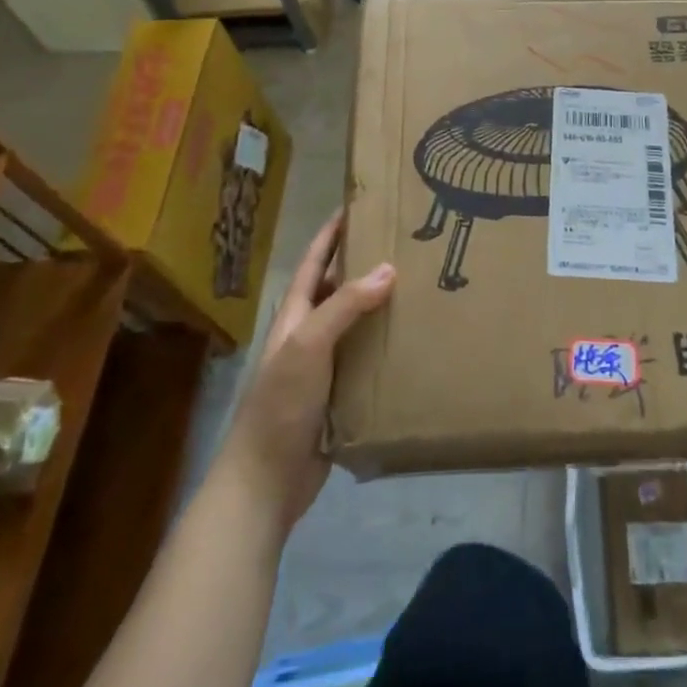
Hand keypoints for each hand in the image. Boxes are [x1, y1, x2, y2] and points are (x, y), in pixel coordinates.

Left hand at [217, 211, 392, 531]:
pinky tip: (414, 339)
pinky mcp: (340, 395)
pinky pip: (367, 358)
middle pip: (338, 289)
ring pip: (356, 324)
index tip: (357, 205)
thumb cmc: (281, 405)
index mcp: (295, 316)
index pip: (315, 262)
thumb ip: (344, 307)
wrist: (266, 482)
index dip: (332, 233)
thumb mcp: (308, 346)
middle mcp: (309, 335)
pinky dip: (387, 344)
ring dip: (381, 304)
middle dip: (364, 264)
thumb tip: (388, 268)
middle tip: (404, 243)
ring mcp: (324, 366)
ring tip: (419, 284)